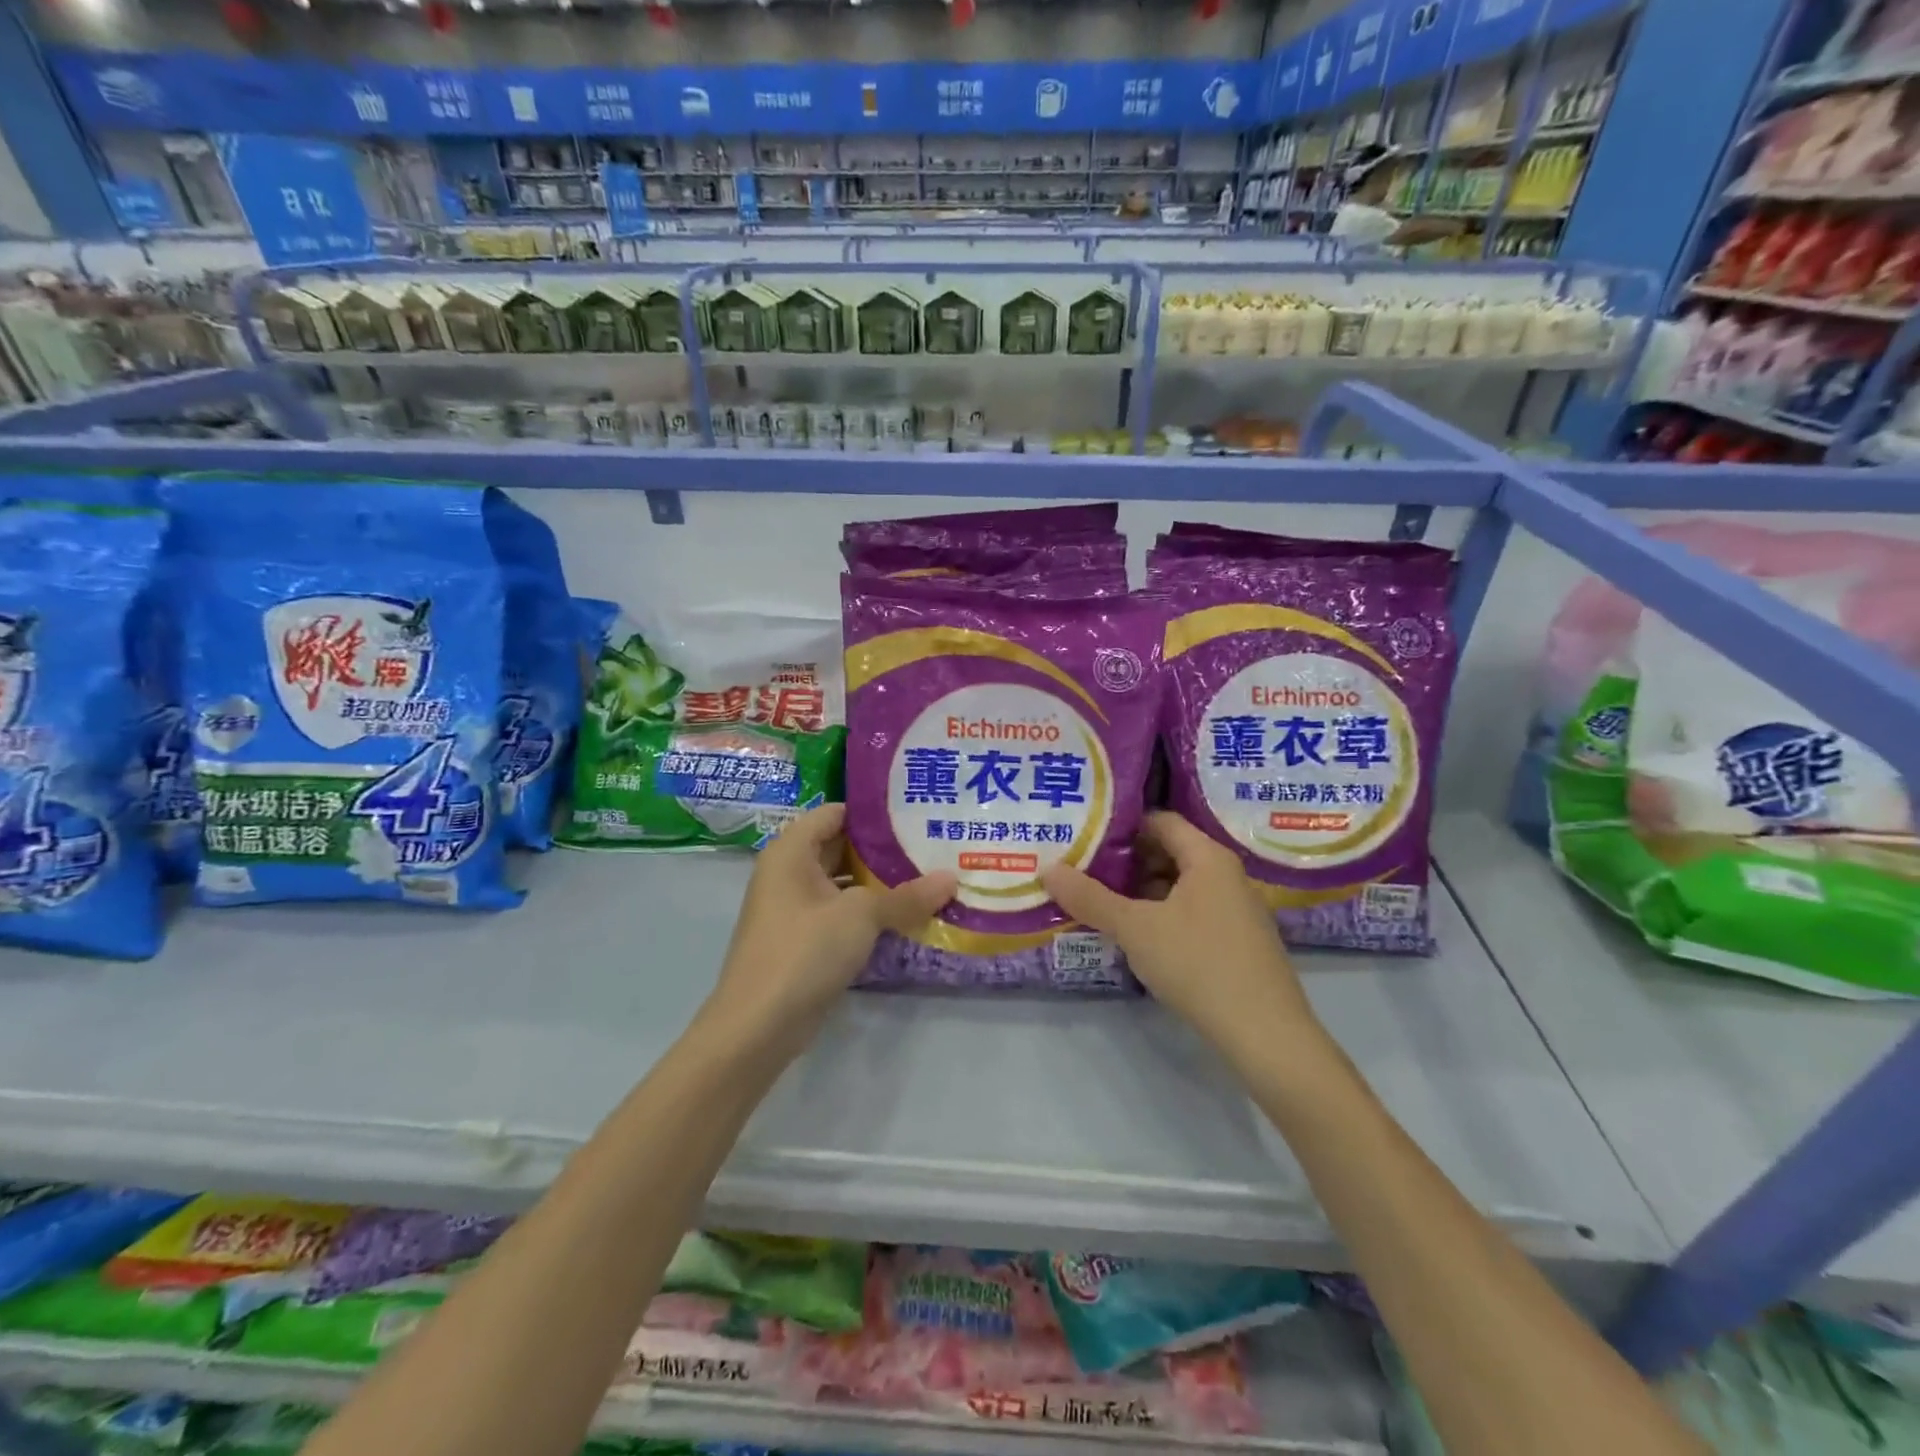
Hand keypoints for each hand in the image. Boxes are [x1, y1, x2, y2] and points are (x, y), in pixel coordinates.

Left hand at [709, 804, 955, 1047]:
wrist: (758, 1027)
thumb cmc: (804, 951)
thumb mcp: (861, 916)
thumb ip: (907, 896)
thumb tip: (952, 877)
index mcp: (791, 852)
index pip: (835, 813)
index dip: (873, 812)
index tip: (915, 814)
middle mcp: (788, 873)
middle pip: (841, 847)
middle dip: (884, 850)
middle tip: (932, 846)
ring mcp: (794, 910)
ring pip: (843, 884)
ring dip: (879, 885)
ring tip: (928, 878)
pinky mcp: (802, 942)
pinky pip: (840, 915)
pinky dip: (868, 914)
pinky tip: (906, 918)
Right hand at [1042, 812, 1328, 1066]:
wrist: (1265, 1034)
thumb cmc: (1198, 964)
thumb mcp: (1135, 929)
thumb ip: (1090, 898)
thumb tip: (1047, 869)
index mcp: (1208, 857)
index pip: (1160, 821)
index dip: (1121, 825)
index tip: (1084, 835)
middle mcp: (1226, 874)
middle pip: (1169, 851)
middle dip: (1126, 861)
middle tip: (1082, 869)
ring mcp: (1236, 909)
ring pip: (1179, 885)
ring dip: (1140, 891)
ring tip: (1099, 901)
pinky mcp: (1237, 940)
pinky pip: (1192, 911)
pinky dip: (1161, 913)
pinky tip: (1136, 935)